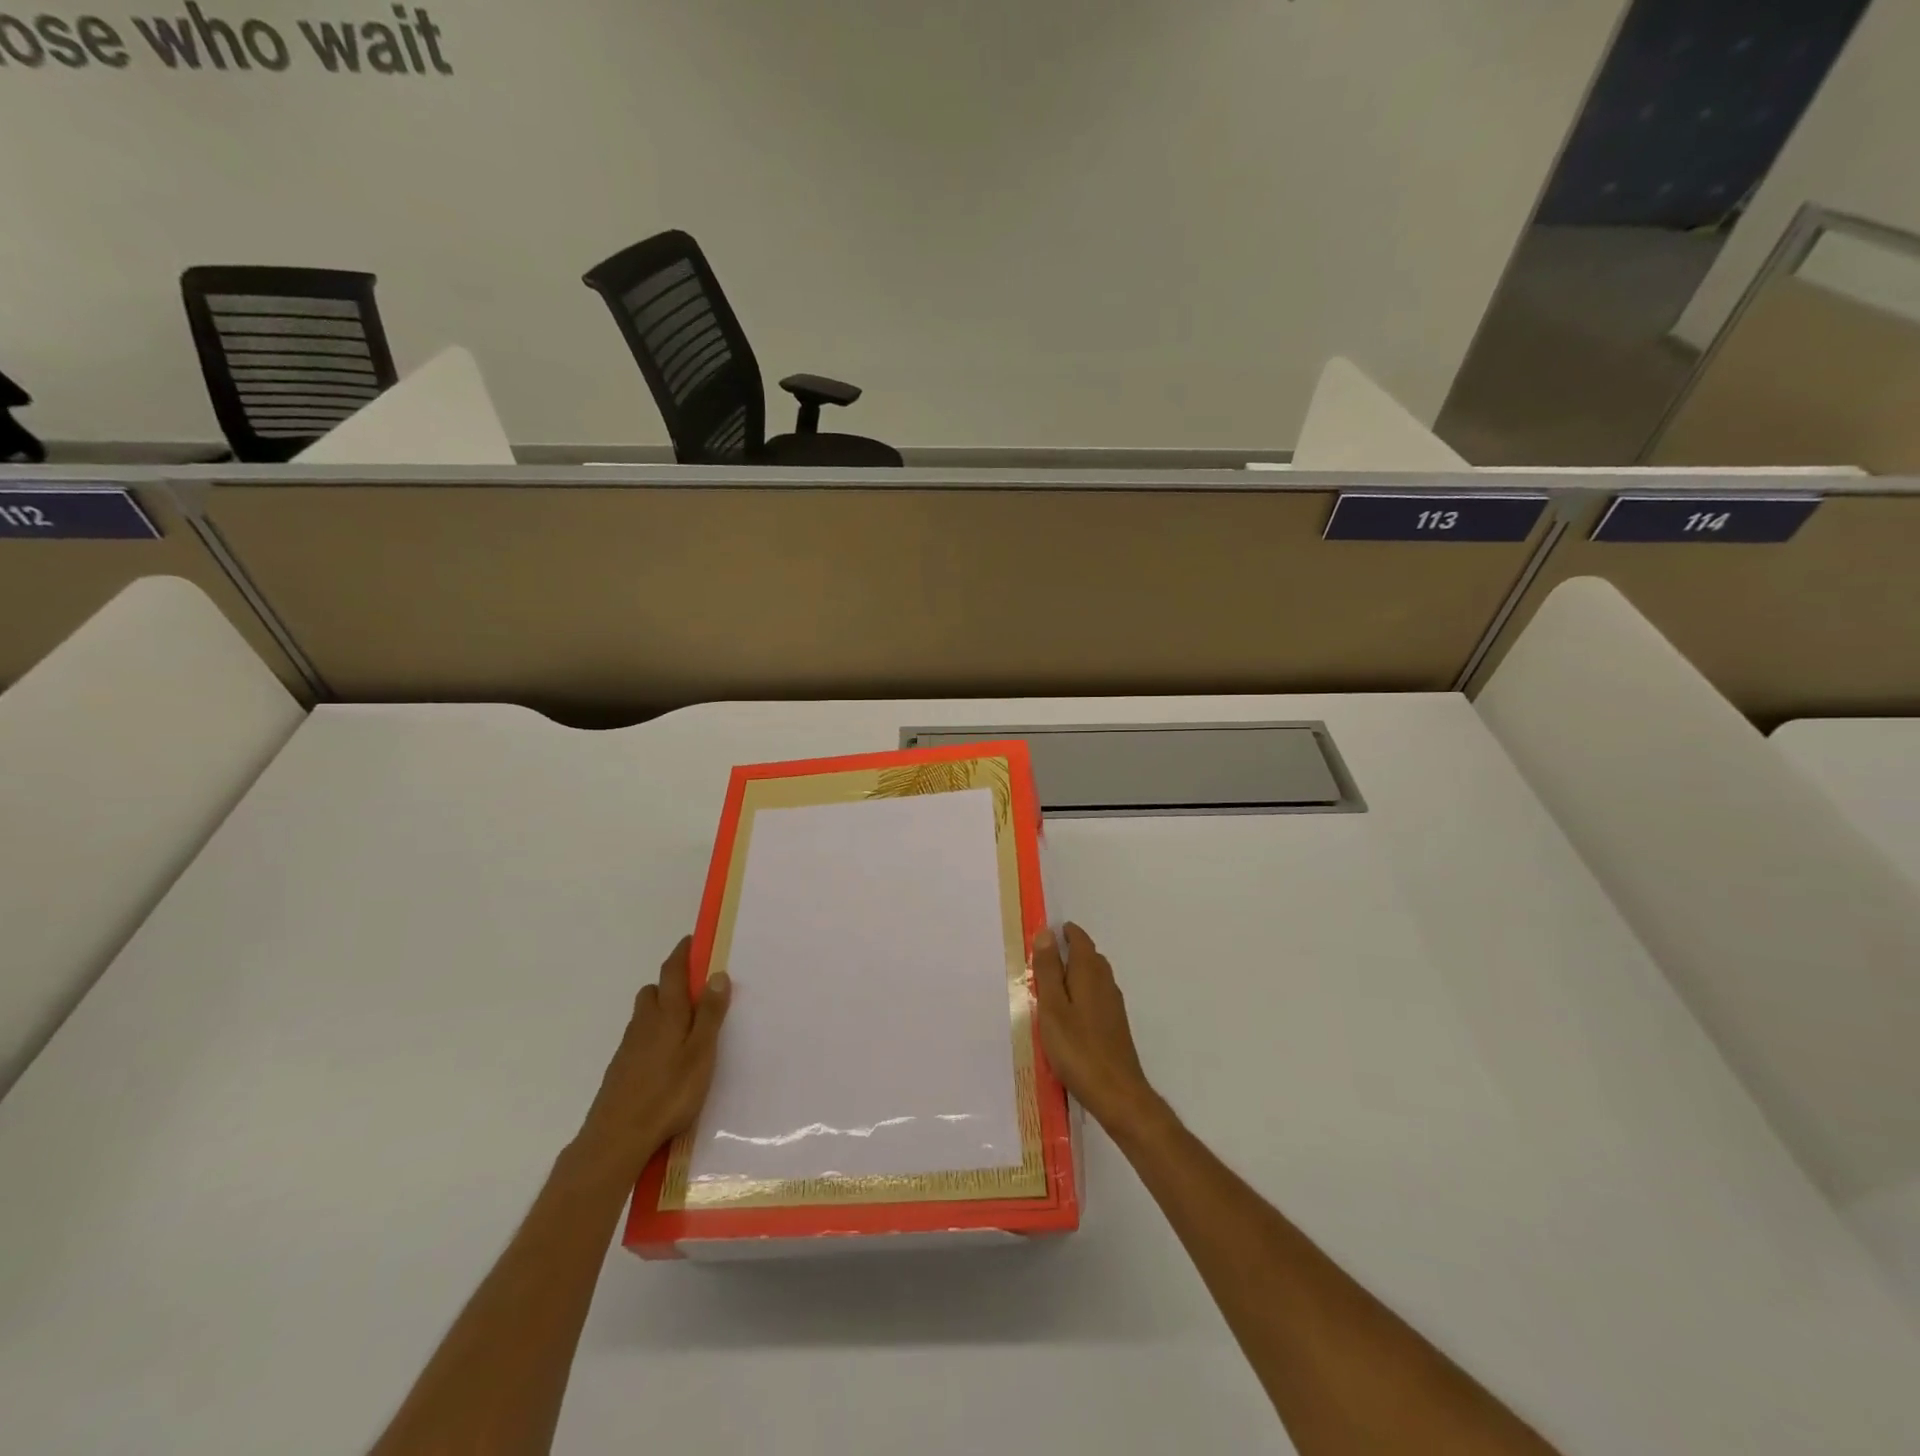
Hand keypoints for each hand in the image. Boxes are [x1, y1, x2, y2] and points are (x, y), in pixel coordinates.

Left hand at [577, 936, 731, 1177]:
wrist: (616, 1138)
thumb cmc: (668, 1093)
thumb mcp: (701, 1053)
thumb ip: (710, 1014)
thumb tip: (717, 973)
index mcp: (667, 1014)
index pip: (672, 971)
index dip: (682, 953)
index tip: (692, 941)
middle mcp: (644, 1023)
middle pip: (654, 991)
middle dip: (671, 983)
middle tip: (696, 991)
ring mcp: (629, 1047)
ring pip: (645, 1015)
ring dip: (662, 1010)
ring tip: (685, 1027)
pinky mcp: (621, 1069)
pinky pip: (639, 1039)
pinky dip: (654, 1035)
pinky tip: (666, 1059)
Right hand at [1031, 923, 1164, 1137]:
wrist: (1117, 1093)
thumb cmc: (1078, 1049)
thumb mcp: (1053, 1008)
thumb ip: (1048, 971)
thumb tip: (1047, 933)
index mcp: (1090, 974)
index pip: (1081, 941)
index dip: (1066, 933)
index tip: (1048, 932)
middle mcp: (1106, 984)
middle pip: (1090, 956)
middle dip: (1071, 950)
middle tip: (1045, 955)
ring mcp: (1113, 1006)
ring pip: (1095, 977)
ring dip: (1076, 972)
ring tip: (1053, 982)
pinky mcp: (1115, 1026)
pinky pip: (1097, 995)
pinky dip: (1082, 992)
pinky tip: (1070, 1011)